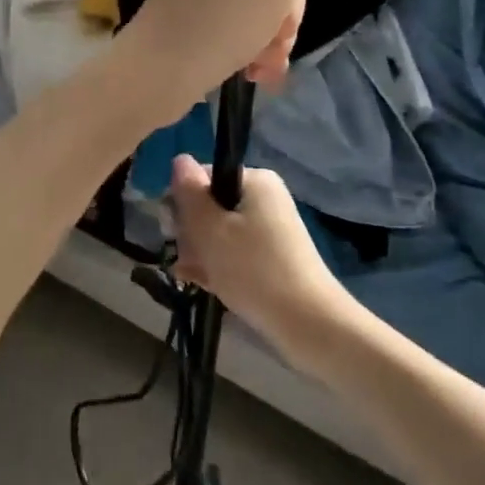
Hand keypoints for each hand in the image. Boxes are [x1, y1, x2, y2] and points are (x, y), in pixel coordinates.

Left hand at [114, 0, 334, 129]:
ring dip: (269, 37)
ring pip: (255, 5)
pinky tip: (254, 71)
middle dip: (281, 15)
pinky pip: (233, 23)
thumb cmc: (219, 22)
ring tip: (263, 66)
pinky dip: (248, 45)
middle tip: (276, 43)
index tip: (287, 7)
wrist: (155, 76)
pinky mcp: (190, 16)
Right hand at [169, 156, 349, 361]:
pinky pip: (236, 251)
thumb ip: (189, 193)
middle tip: (187, 259)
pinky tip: (205, 284)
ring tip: (193, 277)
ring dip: (201, 252)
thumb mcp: (210, 228)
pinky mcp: (274, 256)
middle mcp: (265, 197)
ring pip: (220, 232)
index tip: (175, 232)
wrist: (309, 325)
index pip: (202, 178)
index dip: (183, 203)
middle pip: (211, 205)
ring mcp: (271, 228)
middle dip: (192, 232)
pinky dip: (219, 264)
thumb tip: (179, 159)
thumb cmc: (253, 269)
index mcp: (255, 180)